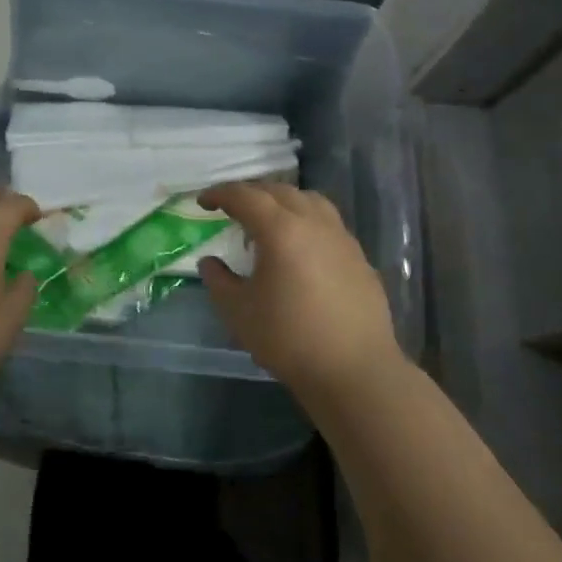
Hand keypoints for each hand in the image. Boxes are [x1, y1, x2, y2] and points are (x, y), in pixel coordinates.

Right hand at [197, 181, 403, 403]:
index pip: (245, 196)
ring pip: (309, 201)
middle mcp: (313, 223)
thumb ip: (218, 280)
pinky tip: (300, 248)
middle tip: (232, 208)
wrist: (355, 370)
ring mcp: (341, 238)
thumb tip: (210, 262)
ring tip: (269, 220)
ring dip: (283, 202)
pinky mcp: (359, 257)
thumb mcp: (238, 312)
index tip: (203, 202)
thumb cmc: (289, 338)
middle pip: (279, 191)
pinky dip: (306, 221)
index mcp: (280, 230)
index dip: (220, 194)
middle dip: (251, 193)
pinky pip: (328, 223)